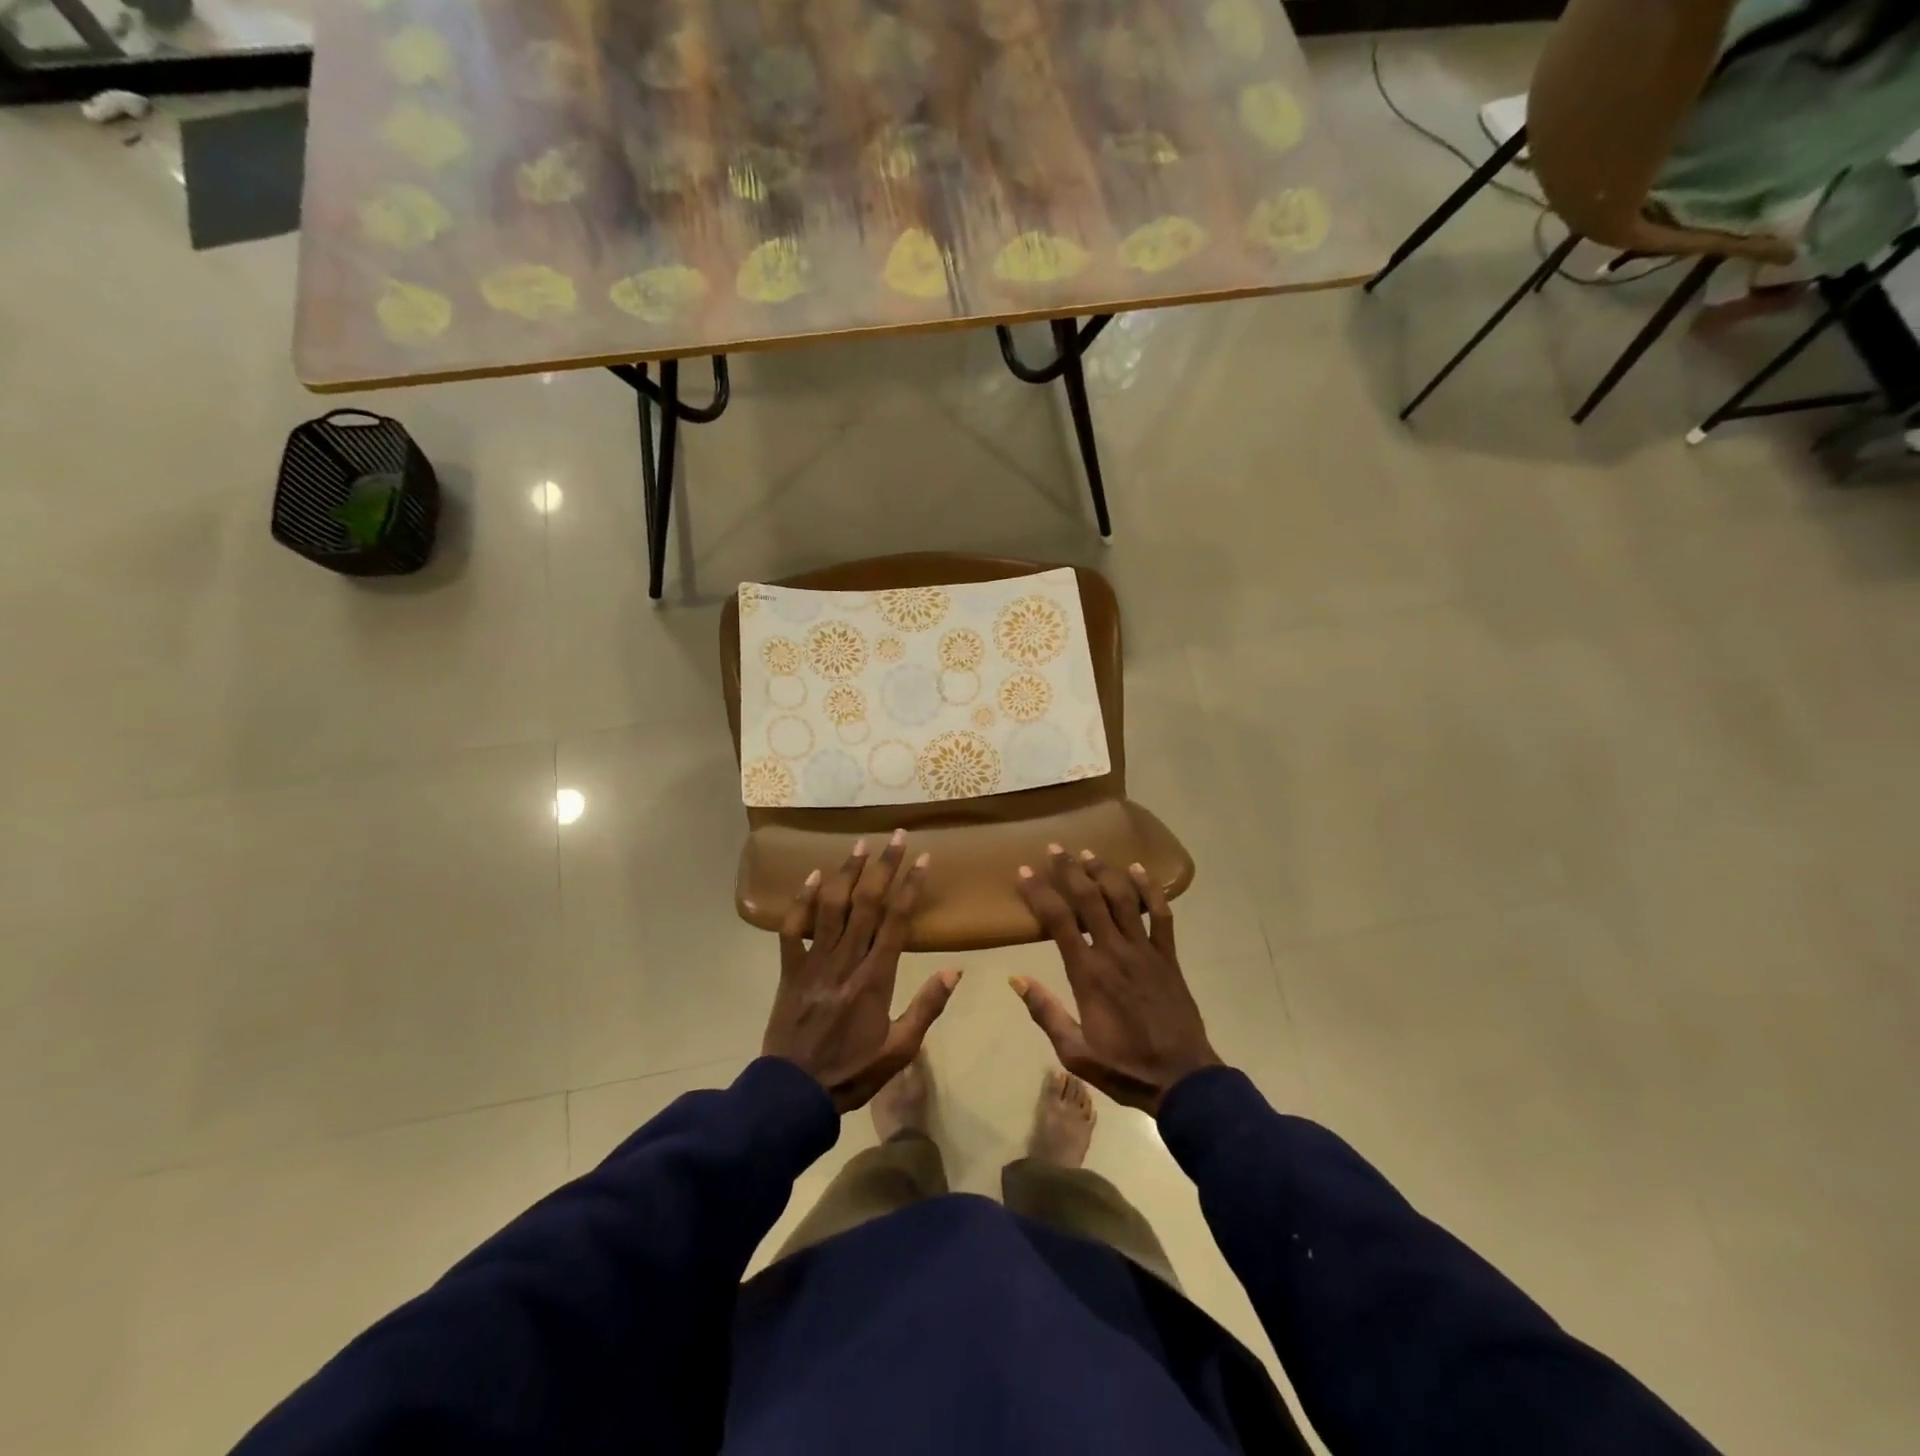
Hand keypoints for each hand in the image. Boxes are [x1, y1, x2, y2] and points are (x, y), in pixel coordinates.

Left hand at [763, 831, 960, 1113]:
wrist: (794, 1094)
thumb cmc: (852, 1072)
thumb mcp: (900, 1050)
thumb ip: (926, 1008)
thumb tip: (955, 970)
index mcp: (875, 978)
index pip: (897, 921)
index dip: (911, 886)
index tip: (923, 859)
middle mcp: (845, 960)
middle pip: (867, 903)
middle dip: (884, 866)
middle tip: (897, 836)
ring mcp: (814, 962)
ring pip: (831, 907)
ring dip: (847, 872)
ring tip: (861, 844)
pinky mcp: (789, 969)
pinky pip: (793, 928)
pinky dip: (802, 900)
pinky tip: (813, 876)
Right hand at [1010, 847, 1219, 1113]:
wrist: (1182, 1080)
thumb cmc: (1124, 1067)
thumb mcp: (1074, 1051)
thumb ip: (1046, 1012)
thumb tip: (1016, 979)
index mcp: (1089, 974)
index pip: (1059, 922)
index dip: (1040, 893)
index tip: (1025, 871)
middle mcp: (1115, 952)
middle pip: (1090, 900)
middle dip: (1070, 870)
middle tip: (1055, 848)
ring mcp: (1146, 951)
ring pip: (1124, 899)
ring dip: (1105, 872)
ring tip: (1088, 853)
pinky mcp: (1168, 957)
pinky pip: (1162, 915)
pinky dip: (1151, 890)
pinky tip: (1140, 870)